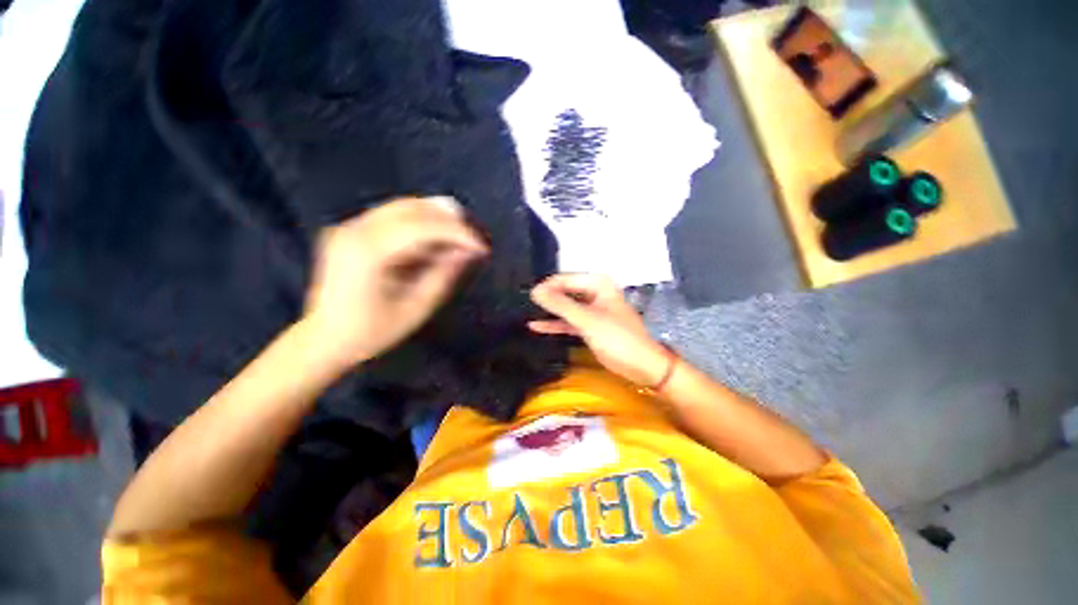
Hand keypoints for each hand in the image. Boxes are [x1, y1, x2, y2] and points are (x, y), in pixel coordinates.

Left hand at [303, 197, 487, 369]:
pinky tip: (435, 244)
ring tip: (459, 241)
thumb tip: (468, 250)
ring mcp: (349, 226)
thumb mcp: (417, 307)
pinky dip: (421, 225)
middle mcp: (354, 229)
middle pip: (412, 207)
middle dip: (450, 220)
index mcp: (367, 252)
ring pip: (404, 207)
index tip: (481, 247)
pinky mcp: (351, 230)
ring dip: (437, 220)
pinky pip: (394, 217)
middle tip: (473, 240)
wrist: (324, 340)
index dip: (457, 232)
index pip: (422, 226)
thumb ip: (444, 273)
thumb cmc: (372, 332)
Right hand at [529, 274, 671, 386]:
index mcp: (598, 284)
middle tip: (522, 304)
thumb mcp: (587, 319)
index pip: (565, 279)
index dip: (546, 287)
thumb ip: (560, 304)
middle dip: (546, 298)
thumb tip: (534, 291)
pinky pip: (568, 320)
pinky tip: (536, 326)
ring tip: (525, 312)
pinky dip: (555, 324)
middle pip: (564, 291)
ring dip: (549, 311)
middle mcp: (594, 292)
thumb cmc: (617, 338)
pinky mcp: (589, 325)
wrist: (641, 365)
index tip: (527, 297)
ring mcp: (591, 309)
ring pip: (565, 306)